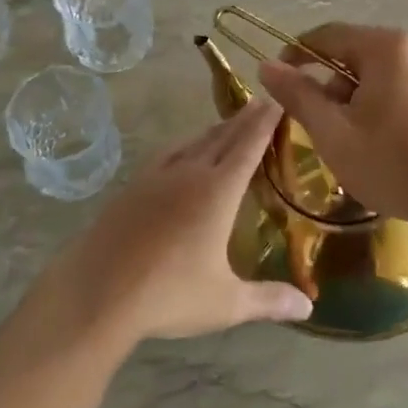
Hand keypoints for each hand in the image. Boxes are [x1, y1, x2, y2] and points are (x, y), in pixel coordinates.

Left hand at [57, 99, 313, 343]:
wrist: (97, 291)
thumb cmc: (168, 295)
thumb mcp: (225, 303)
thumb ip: (268, 300)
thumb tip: (310, 307)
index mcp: (218, 192)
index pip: (248, 147)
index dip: (264, 123)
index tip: (277, 100)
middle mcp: (190, 173)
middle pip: (222, 138)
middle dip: (244, 119)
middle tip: (261, 102)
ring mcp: (157, 177)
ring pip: (193, 142)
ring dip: (215, 130)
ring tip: (229, 123)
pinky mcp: (133, 186)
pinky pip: (167, 154)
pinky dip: (185, 144)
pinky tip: (182, 150)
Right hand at [256, 23, 407, 237]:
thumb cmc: (394, 163)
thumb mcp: (334, 132)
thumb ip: (298, 95)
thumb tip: (266, 65)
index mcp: (385, 47)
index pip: (326, 35)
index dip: (295, 55)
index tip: (277, 82)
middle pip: (351, 54)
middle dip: (327, 85)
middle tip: (316, 124)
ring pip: (373, 75)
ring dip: (351, 100)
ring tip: (347, 142)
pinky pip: (396, 88)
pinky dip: (376, 107)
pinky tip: (377, 145)